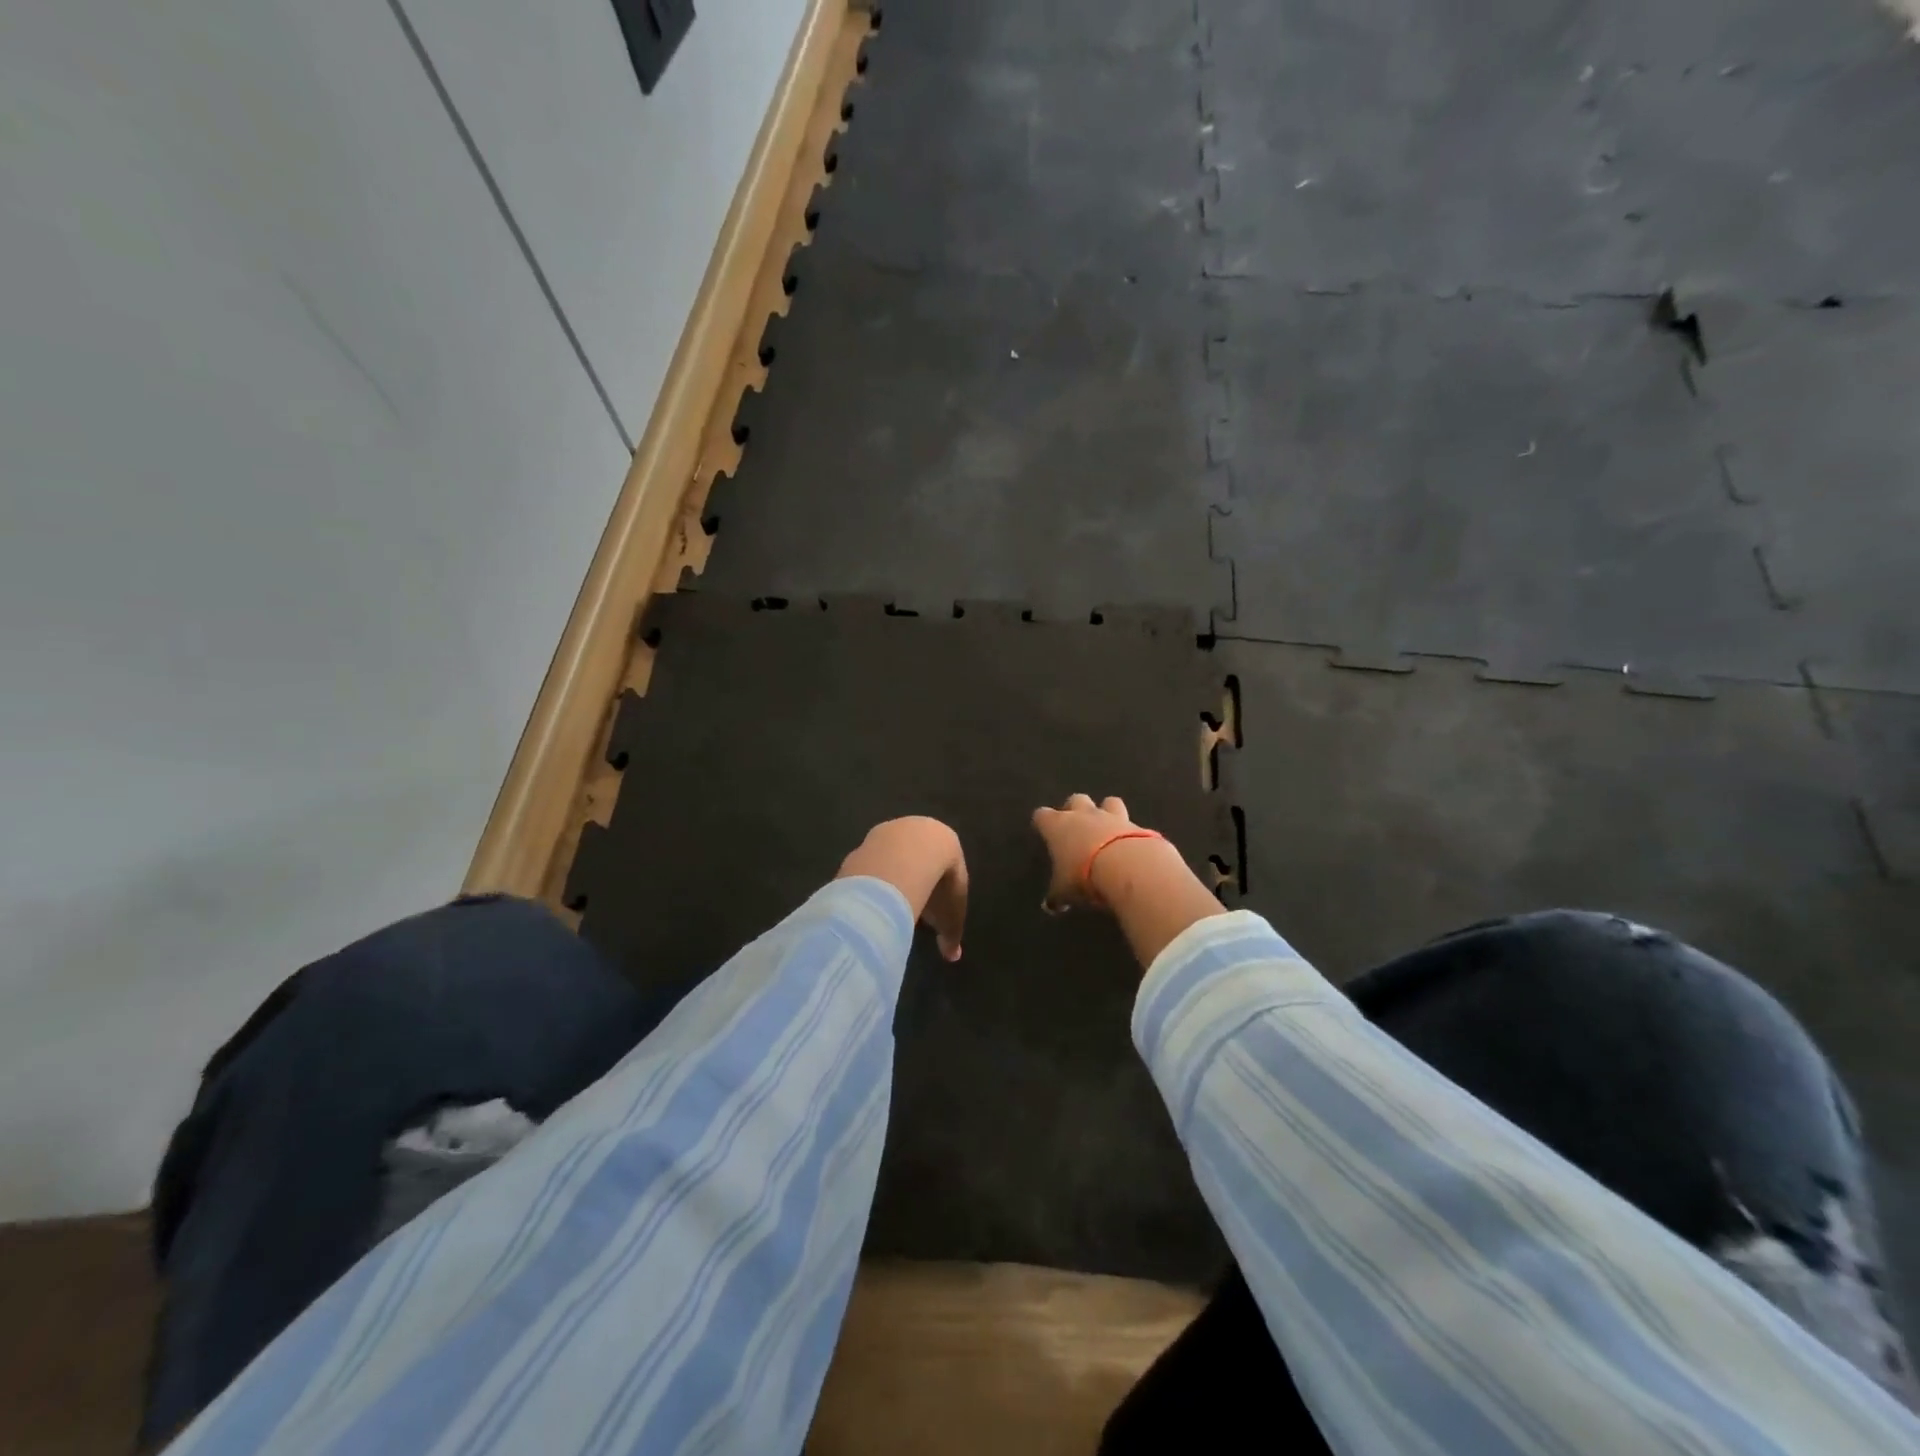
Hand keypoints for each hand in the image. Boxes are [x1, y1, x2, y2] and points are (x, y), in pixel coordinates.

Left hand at [837, 817, 967, 960]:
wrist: (909, 854)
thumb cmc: (940, 883)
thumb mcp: (950, 915)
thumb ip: (951, 934)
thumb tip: (953, 957)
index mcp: (946, 842)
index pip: (945, 865)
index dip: (941, 888)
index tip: (934, 908)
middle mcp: (918, 830)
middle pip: (917, 858)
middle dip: (914, 880)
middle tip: (910, 905)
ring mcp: (889, 832)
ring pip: (891, 858)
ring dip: (889, 878)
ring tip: (887, 905)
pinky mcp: (867, 839)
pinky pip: (871, 863)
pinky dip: (871, 879)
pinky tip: (869, 898)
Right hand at [1031, 794, 1145, 912]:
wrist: (1126, 866)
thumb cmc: (1083, 876)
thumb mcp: (1065, 891)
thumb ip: (1057, 895)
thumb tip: (1050, 905)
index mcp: (1058, 826)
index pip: (1042, 815)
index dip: (1042, 822)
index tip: (1043, 830)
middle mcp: (1083, 815)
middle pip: (1075, 799)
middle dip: (1074, 809)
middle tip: (1075, 826)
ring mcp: (1111, 817)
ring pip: (1107, 802)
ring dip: (1106, 811)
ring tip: (1107, 828)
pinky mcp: (1136, 825)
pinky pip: (1130, 822)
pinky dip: (1129, 832)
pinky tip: (1130, 845)